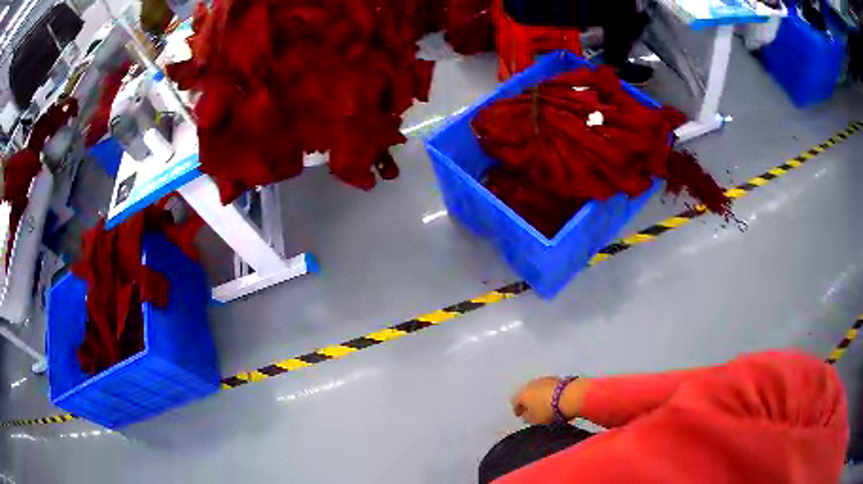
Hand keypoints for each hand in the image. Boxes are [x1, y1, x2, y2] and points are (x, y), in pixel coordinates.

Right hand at [511, 376, 561, 424]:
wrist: (570, 396)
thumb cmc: (548, 410)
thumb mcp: (534, 420)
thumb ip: (526, 417)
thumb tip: (525, 414)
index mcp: (522, 394)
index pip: (514, 402)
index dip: (517, 410)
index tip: (521, 416)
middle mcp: (530, 384)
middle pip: (526, 393)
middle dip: (528, 401)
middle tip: (533, 411)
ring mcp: (544, 379)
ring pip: (537, 389)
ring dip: (539, 396)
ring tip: (545, 405)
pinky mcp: (556, 378)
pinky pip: (548, 387)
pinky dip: (548, 393)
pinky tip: (553, 399)